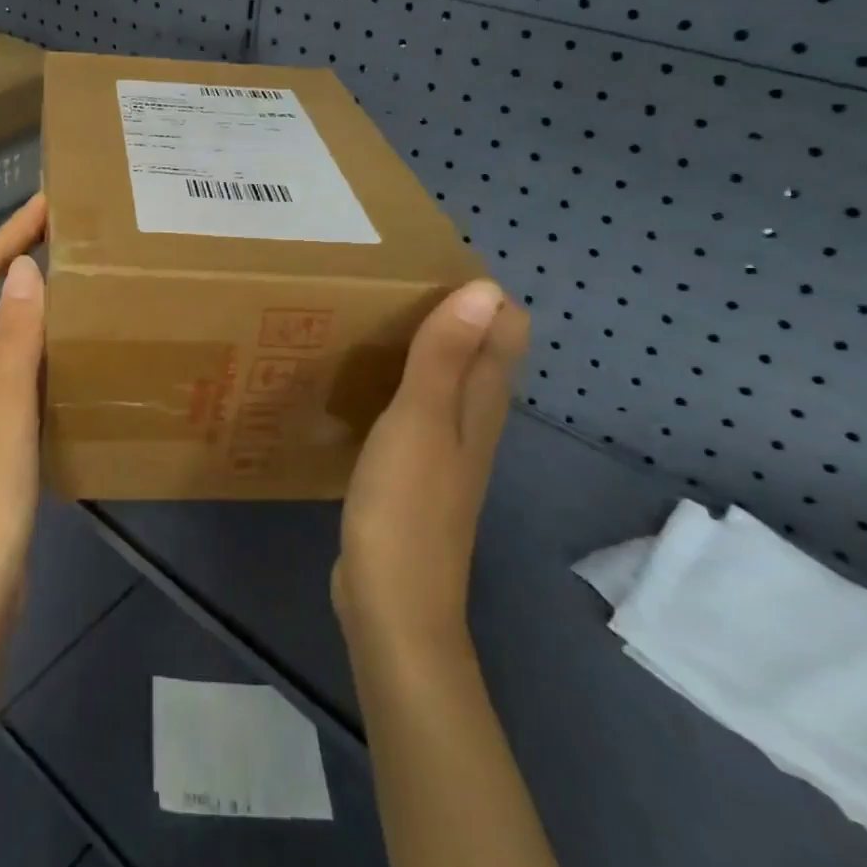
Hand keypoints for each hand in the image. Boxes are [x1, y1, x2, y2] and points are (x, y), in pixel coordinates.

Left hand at [0, 194, 48, 640]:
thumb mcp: (6, 408)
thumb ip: (16, 336)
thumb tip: (24, 267)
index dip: (9, 232)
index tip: (50, 201)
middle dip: (13, 254)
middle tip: (65, 231)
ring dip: (21, 295)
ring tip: (69, 274)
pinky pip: (3, 362)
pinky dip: (28, 338)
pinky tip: (60, 345)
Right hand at [333, 279, 529, 655]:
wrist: (392, 603)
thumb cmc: (405, 506)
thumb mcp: (419, 422)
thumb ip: (446, 357)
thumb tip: (485, 288)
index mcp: (481, 403)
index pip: (505, 329)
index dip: (478, 293)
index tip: (424, 263)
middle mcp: (473, 420)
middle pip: (477, 351)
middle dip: (446, 311)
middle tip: (386, 282)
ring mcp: (444, 449)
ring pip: (445, 379)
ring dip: (420, 346)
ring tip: (369, 317)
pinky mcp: (414, 472)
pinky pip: (415, 408)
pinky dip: (398, 381)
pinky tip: (361, 380)